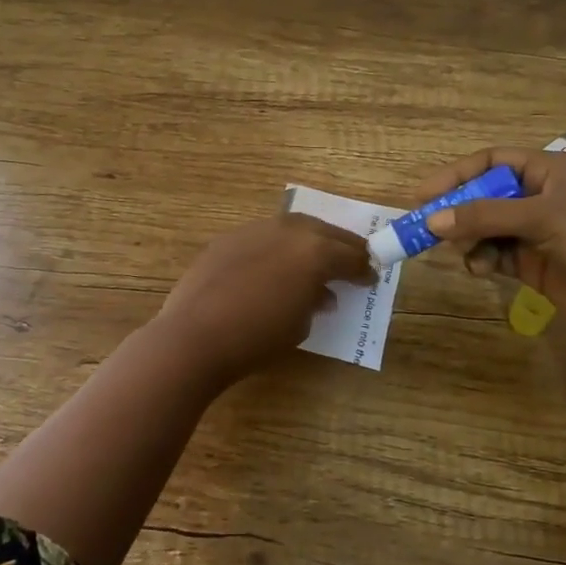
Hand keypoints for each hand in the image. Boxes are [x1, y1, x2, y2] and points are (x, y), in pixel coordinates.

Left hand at [155, 212, 375, 382]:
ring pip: (293, 227)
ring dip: (309, 240)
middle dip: (342, 246)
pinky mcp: (229, 237)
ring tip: (315, 257)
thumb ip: (315, 301)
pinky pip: (264, 236)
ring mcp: (256, 229)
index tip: (370, 278)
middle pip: (325, 232)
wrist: (195, 335)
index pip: (350, 256)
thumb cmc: (257, 337)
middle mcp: (289, 230)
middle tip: (353, 259)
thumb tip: (320, 293)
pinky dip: (277, 247)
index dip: (363, 269)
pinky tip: (275, 263)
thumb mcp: (299, 325)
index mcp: (316, 252)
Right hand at [417, 147, 565, 341]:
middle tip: (427, 227)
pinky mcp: (532, 263)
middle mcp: (540, 196)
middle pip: (484, 195)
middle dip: (458, 210)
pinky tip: (480, 269)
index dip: (457, 174)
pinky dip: (482, 259)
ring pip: (486, 227)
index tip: (424, 193)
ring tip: (462, 251)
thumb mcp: (541, 218)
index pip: (492, 161)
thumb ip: (485, 216)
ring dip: (469, 238)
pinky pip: (494, 254)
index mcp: (548, 171)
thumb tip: (432, 220)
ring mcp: (536, 231)